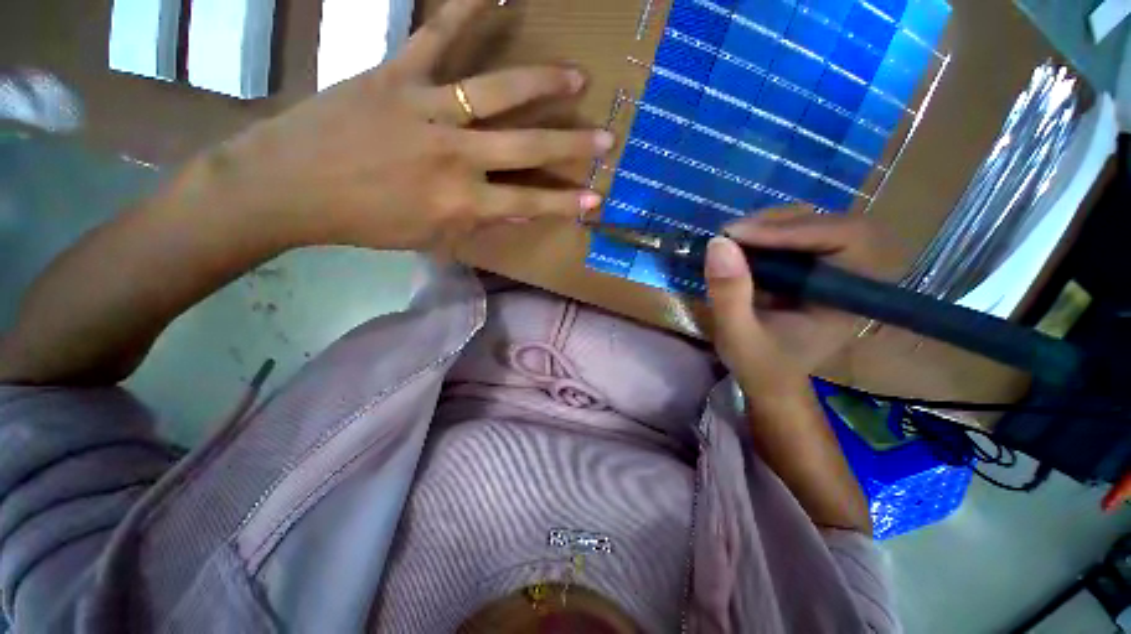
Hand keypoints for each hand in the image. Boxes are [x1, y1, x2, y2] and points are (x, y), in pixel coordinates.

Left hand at [219, 0, 610, 251]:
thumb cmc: (367, 221)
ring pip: (498, 92)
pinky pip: (437, 36)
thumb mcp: (431, 236)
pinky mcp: (397, 75)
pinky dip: (467, 8)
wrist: (292, 187)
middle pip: (526, 148)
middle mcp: (455, 157)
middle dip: (570, 146)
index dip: (565, 203)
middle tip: (606, 138)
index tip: (595, 200)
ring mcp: (427, 110)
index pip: (528, 204)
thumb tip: (522, 212)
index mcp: (460, 202)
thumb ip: (480, 223)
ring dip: (543, 84)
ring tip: (576, 78)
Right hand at [706, 205, 888, 389]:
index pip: (847, 240)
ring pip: (817, 224)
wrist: (770, 380)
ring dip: (772, 224)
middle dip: (782, 223)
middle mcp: (852, 278)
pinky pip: (800, 235)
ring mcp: (834, 271)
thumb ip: (729, 294)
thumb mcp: (738, 335)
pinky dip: (768, 233)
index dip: (796, 230)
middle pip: (835, 223)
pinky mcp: (814, 268)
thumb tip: (718, 243)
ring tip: (732, 238)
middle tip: (734, 234)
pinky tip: (743, 243)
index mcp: (848, 299)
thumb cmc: (759, 364)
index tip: (739, 235)